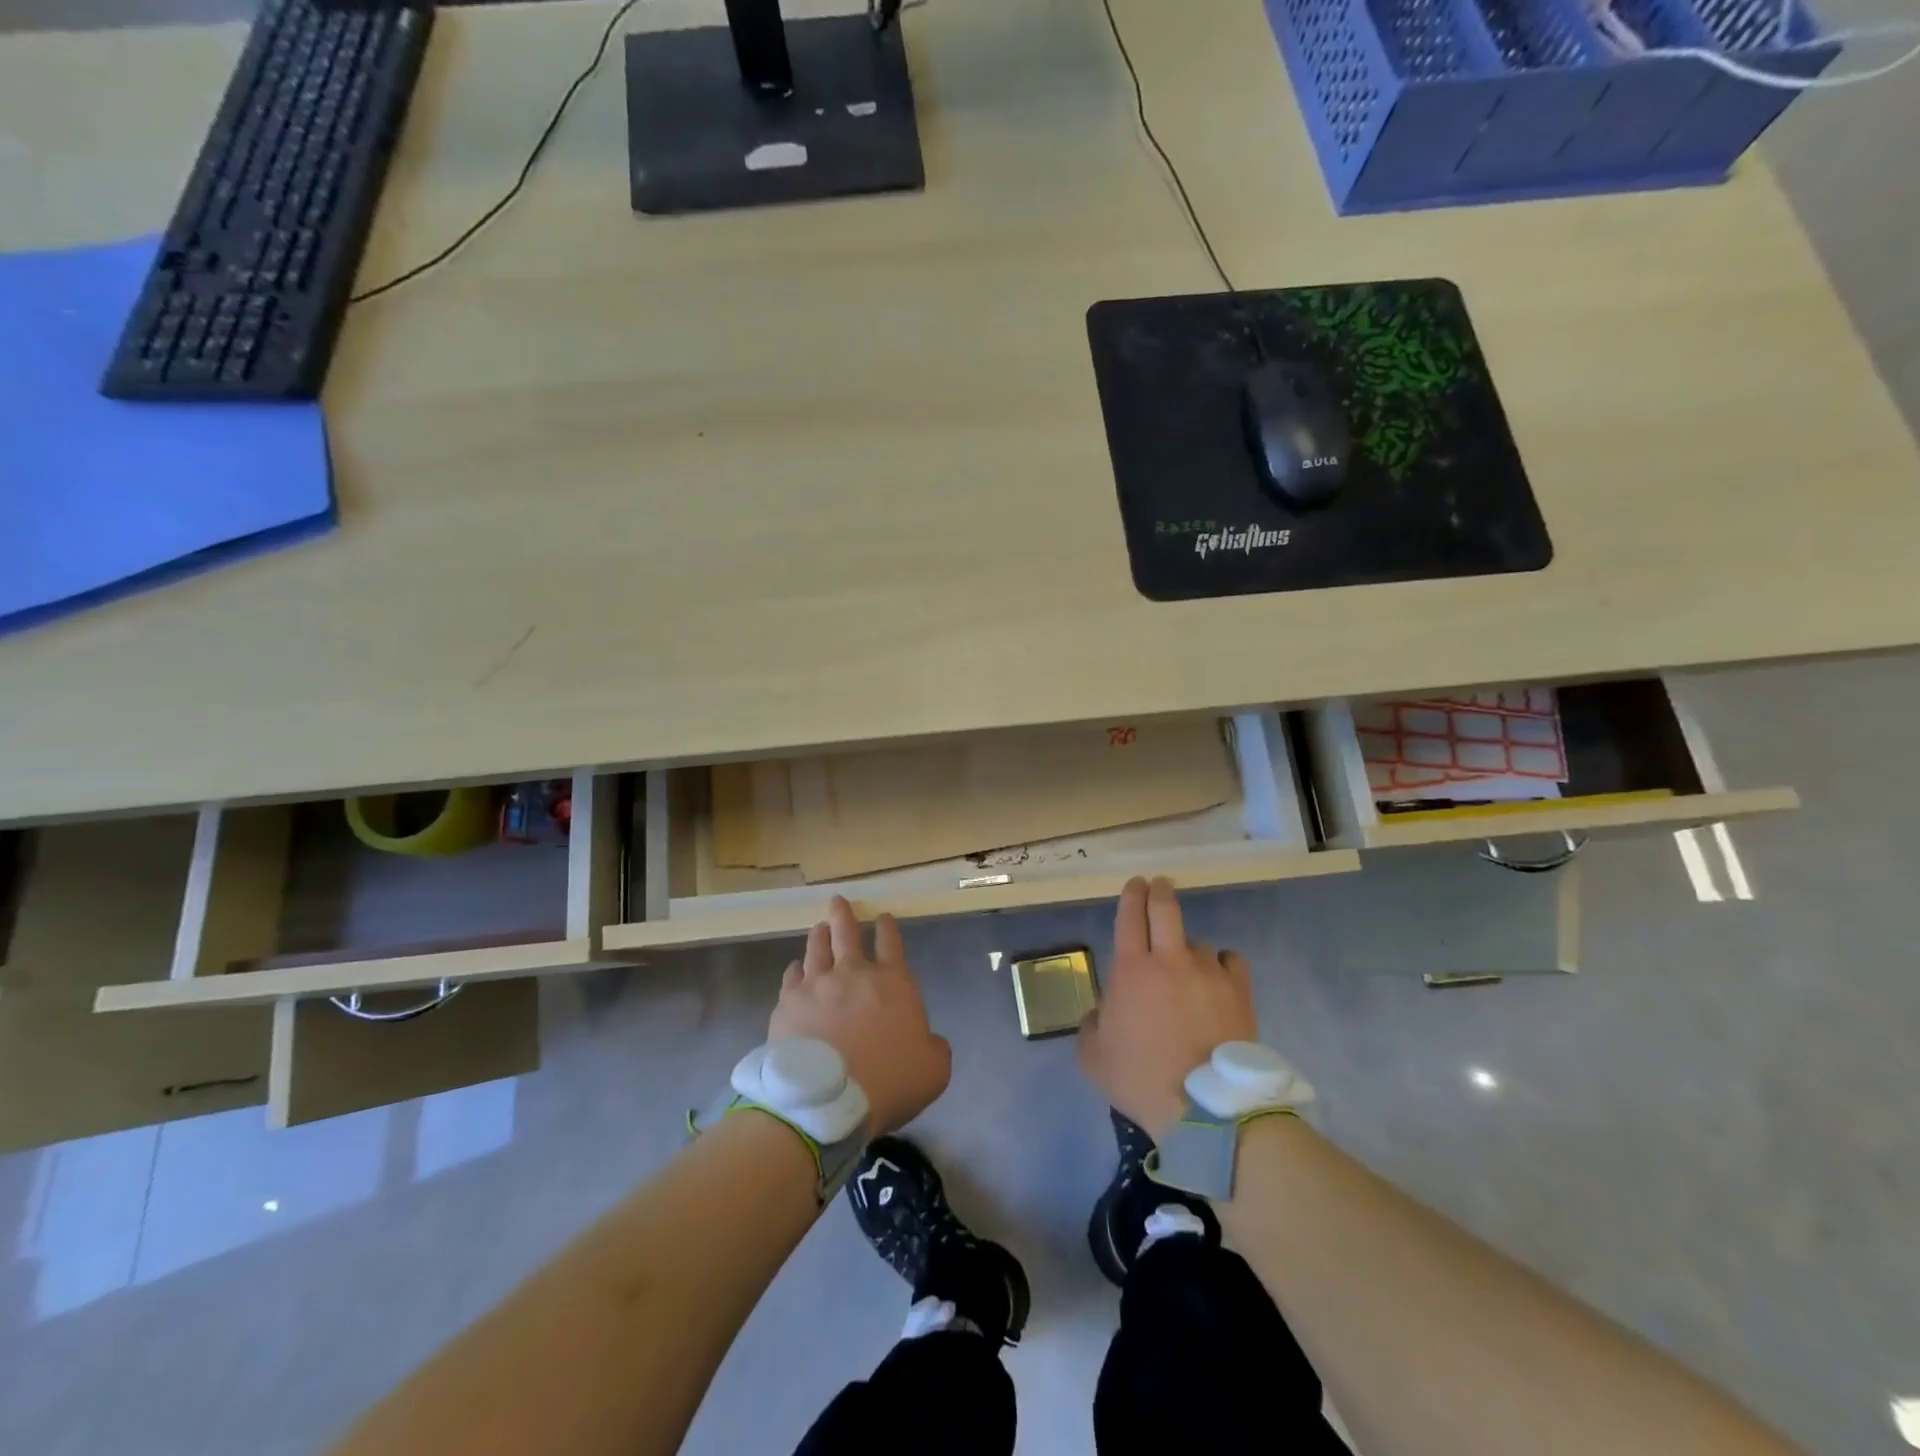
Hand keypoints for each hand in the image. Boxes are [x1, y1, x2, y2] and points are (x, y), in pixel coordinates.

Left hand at [769, 897, 951, 1136]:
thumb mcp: (934, 1070)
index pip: (892, 944)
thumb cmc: (889, 1081)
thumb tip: (928, 1041)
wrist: (827, 1100)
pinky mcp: (789, 1004)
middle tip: (838, 902)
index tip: (883, 917)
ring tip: (818, 927)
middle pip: (847, 934)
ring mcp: (817, 986)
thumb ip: (934, 1048)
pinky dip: (795, 970)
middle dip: (844, 915)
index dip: (887, 928)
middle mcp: (853, 974)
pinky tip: (794, 969)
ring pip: (817, 949)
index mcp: (893, 983)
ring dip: (819, 935)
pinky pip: (791, 978)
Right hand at [1077, 876, 1257, 1138]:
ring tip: (1187, 968)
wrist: (1203, 1108)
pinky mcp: (1239, 991)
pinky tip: (1216, 978)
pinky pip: (1229, 961)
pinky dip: (1220, 964)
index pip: (1130, 916)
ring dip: (1187, 947)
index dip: (1131, 895)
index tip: (1134, 884)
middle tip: (1158, 885)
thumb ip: (1090, 1025)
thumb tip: (1101, 1013)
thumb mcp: (1092, 1057)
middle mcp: (1170, 960)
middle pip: (1166, 908)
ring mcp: (1208, 972)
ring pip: (1197, 942)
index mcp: (1131, 970)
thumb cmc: (1140, 1079)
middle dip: (1159, 891)